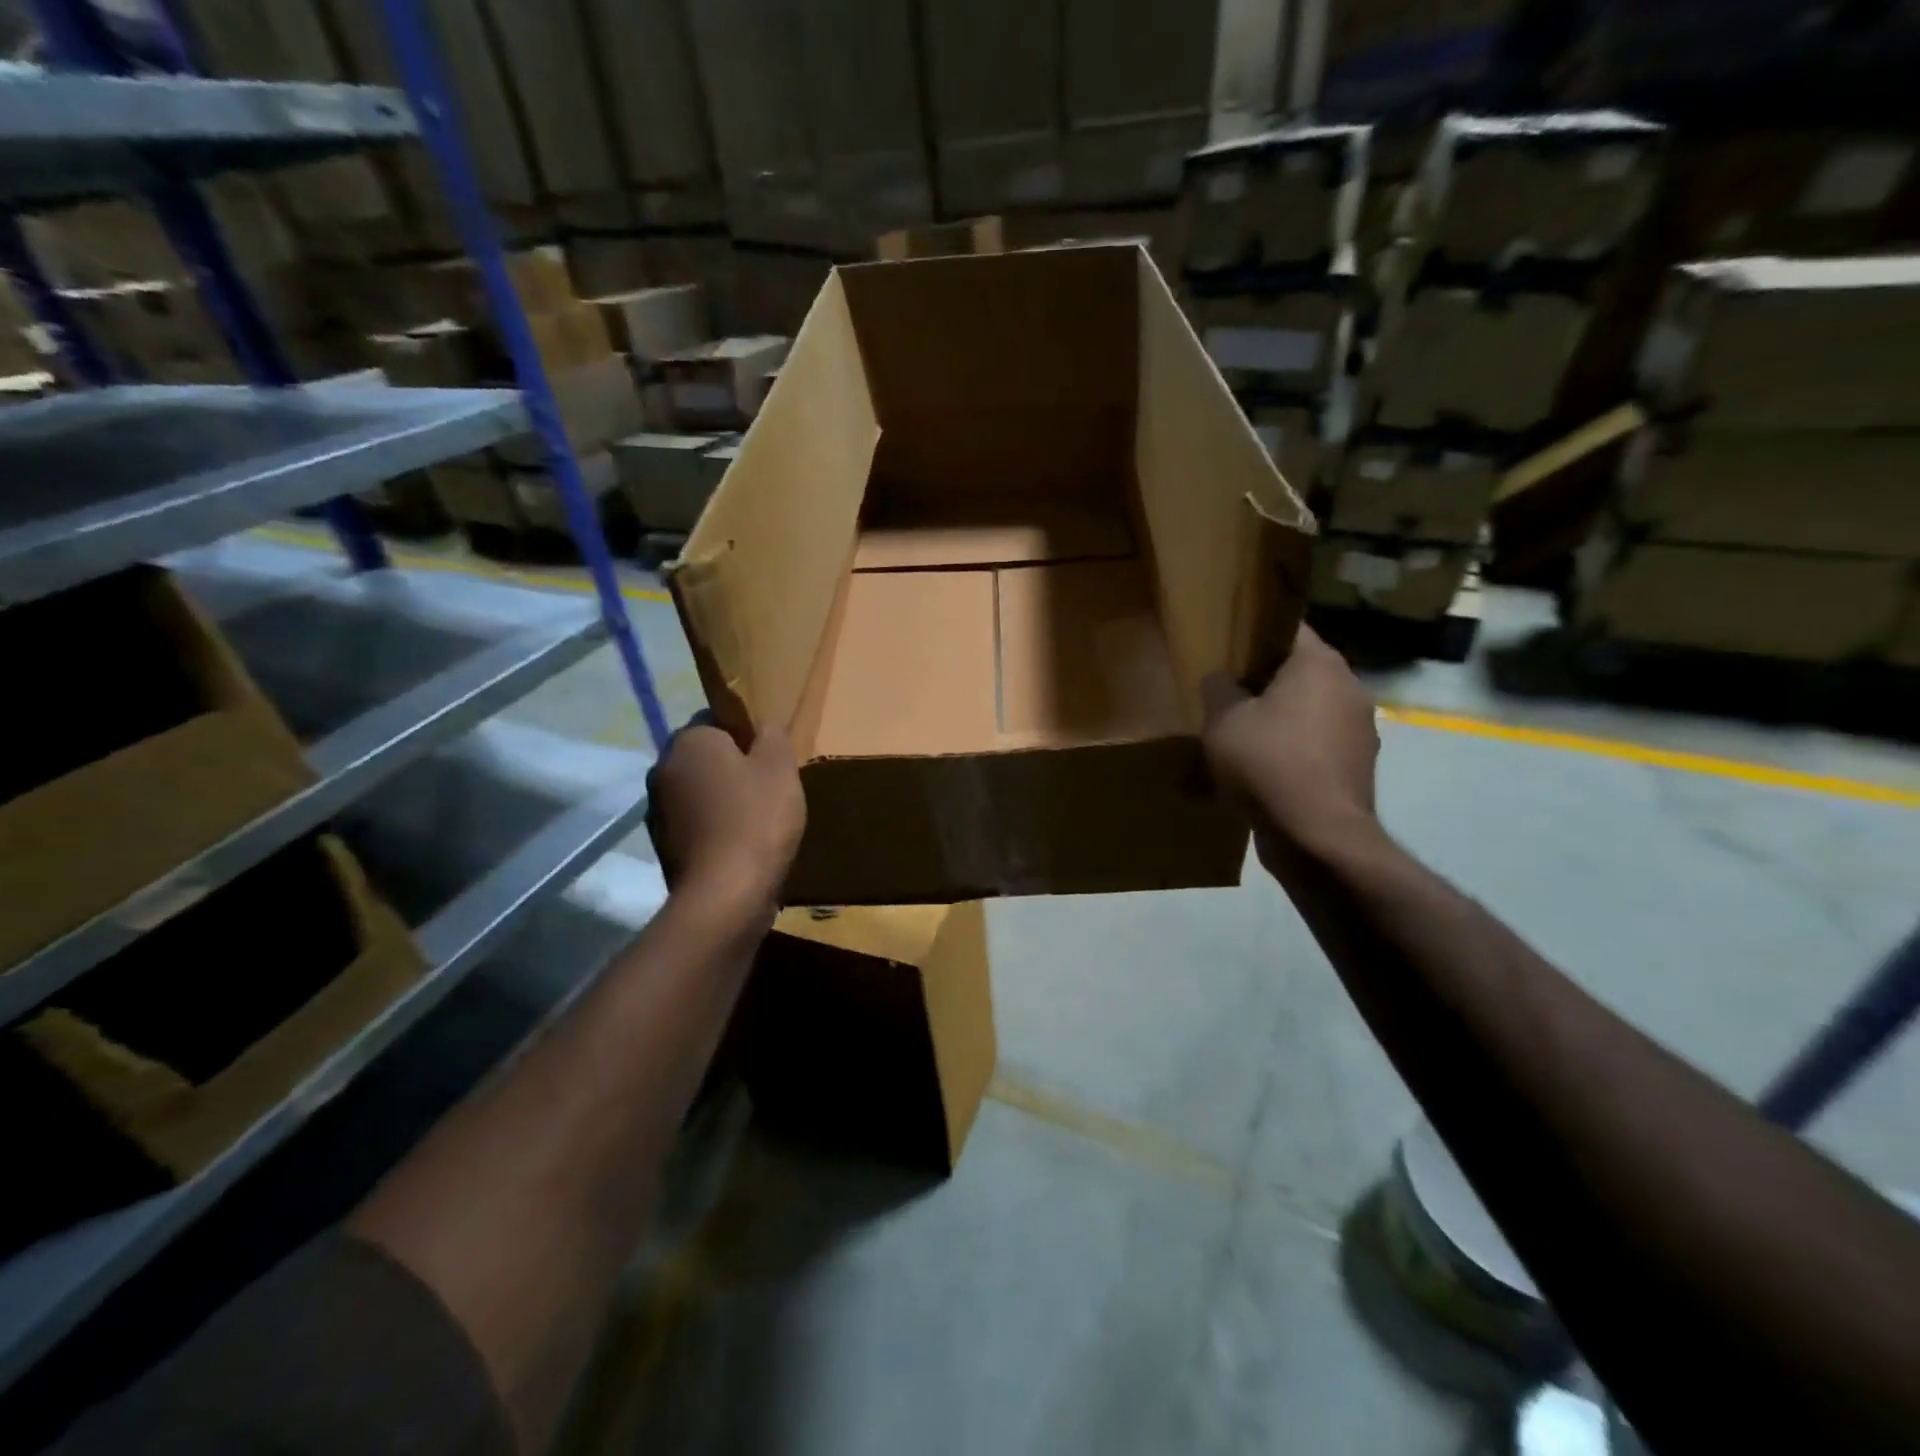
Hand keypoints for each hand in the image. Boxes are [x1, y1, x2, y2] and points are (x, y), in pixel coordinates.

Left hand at [647, 718, 805, 917]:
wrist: (726, 894)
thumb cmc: (757, 819)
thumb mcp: (781, 767)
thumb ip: (772, 736)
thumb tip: (762, 727)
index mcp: (689, 740)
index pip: (716, 719)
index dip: (746, 735)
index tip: (769, 758)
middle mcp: (662, 768)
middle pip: (704, 757)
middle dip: (732, 767)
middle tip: (768, 788)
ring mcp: (657, 809)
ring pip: (697, 791)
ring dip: (720, 799)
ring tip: (756, 820)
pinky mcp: (662, 844)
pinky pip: (693, 823)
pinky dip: (712, 828)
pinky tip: (739, 845)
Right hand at [1201, 627, 1379, 867]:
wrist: (1318, 836)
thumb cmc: (1268, 764)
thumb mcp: (1222, 721)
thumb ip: (1218, 688)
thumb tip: (1223, 679)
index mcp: (1319, 664)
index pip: (1287, 628)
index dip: (1254, 635)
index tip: (1227, 649)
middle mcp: (1349, 687)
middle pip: (1298, 673)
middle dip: (1262, 685)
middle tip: (1226, 699)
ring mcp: (1360, 729)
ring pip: (1307, 712)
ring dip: (1277, 723)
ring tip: (1239, 744)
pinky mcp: (1357, 766)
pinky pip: (1315, 747)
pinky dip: (1291, 755)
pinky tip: (1261, 777)